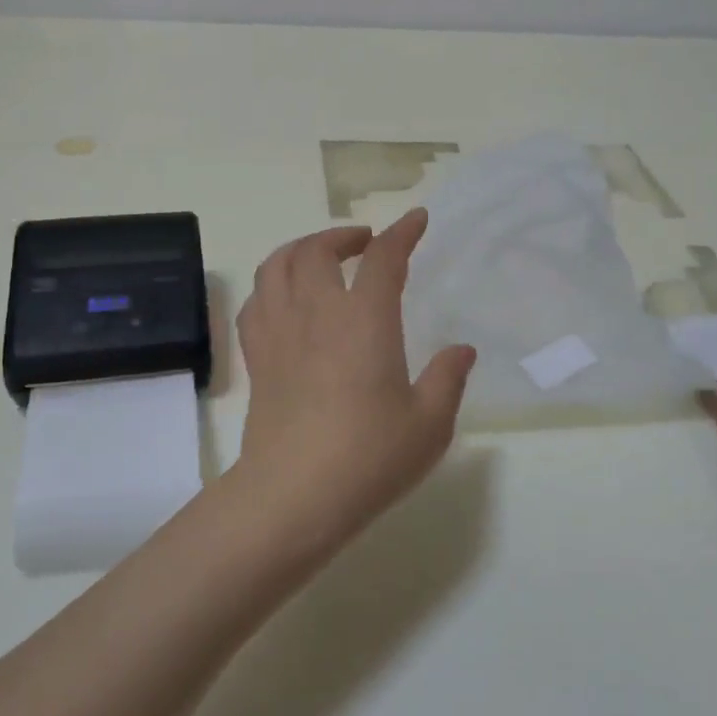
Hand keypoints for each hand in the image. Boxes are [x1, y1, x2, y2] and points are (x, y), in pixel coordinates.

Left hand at [231, 209, 477, 553]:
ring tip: (320, 258)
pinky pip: (255, 303)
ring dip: (300, 249)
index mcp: (364, 320)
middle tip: (364, 243)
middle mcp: (316, 313)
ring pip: (277, 266)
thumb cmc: (369, 457)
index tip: (415, 220)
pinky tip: (285, 300)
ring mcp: (279, 333)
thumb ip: (448, 379)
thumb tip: (461, 350)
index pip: (383, 259)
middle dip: (343, 236)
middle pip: (317, 250)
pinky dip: (271, 286)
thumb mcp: (429, 424)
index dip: (401, 233)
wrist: (293, 496)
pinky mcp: (256, 358)